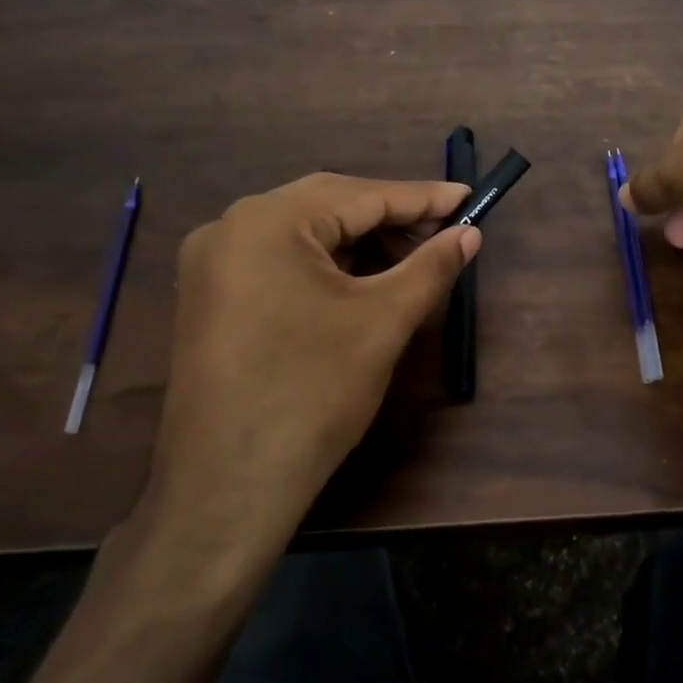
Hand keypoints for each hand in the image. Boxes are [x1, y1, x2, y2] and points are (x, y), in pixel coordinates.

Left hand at [127, 174, 478, 579]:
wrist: (229, 487)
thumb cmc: (313, 393)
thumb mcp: (383, 321)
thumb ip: (431, 266)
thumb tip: (471, 233)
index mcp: (268, 221)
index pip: (362, 195)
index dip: (423, 197)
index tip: (469, 197)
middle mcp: (231, 227)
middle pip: (329, 205)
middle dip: (391, 218)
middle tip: (446, 231)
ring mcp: (213, 263)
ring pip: (304, 233)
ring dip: (360, 242)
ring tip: (410, 261)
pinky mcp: (211, 296)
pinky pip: (280, 260)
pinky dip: (326, 264)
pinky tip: (361, 283)